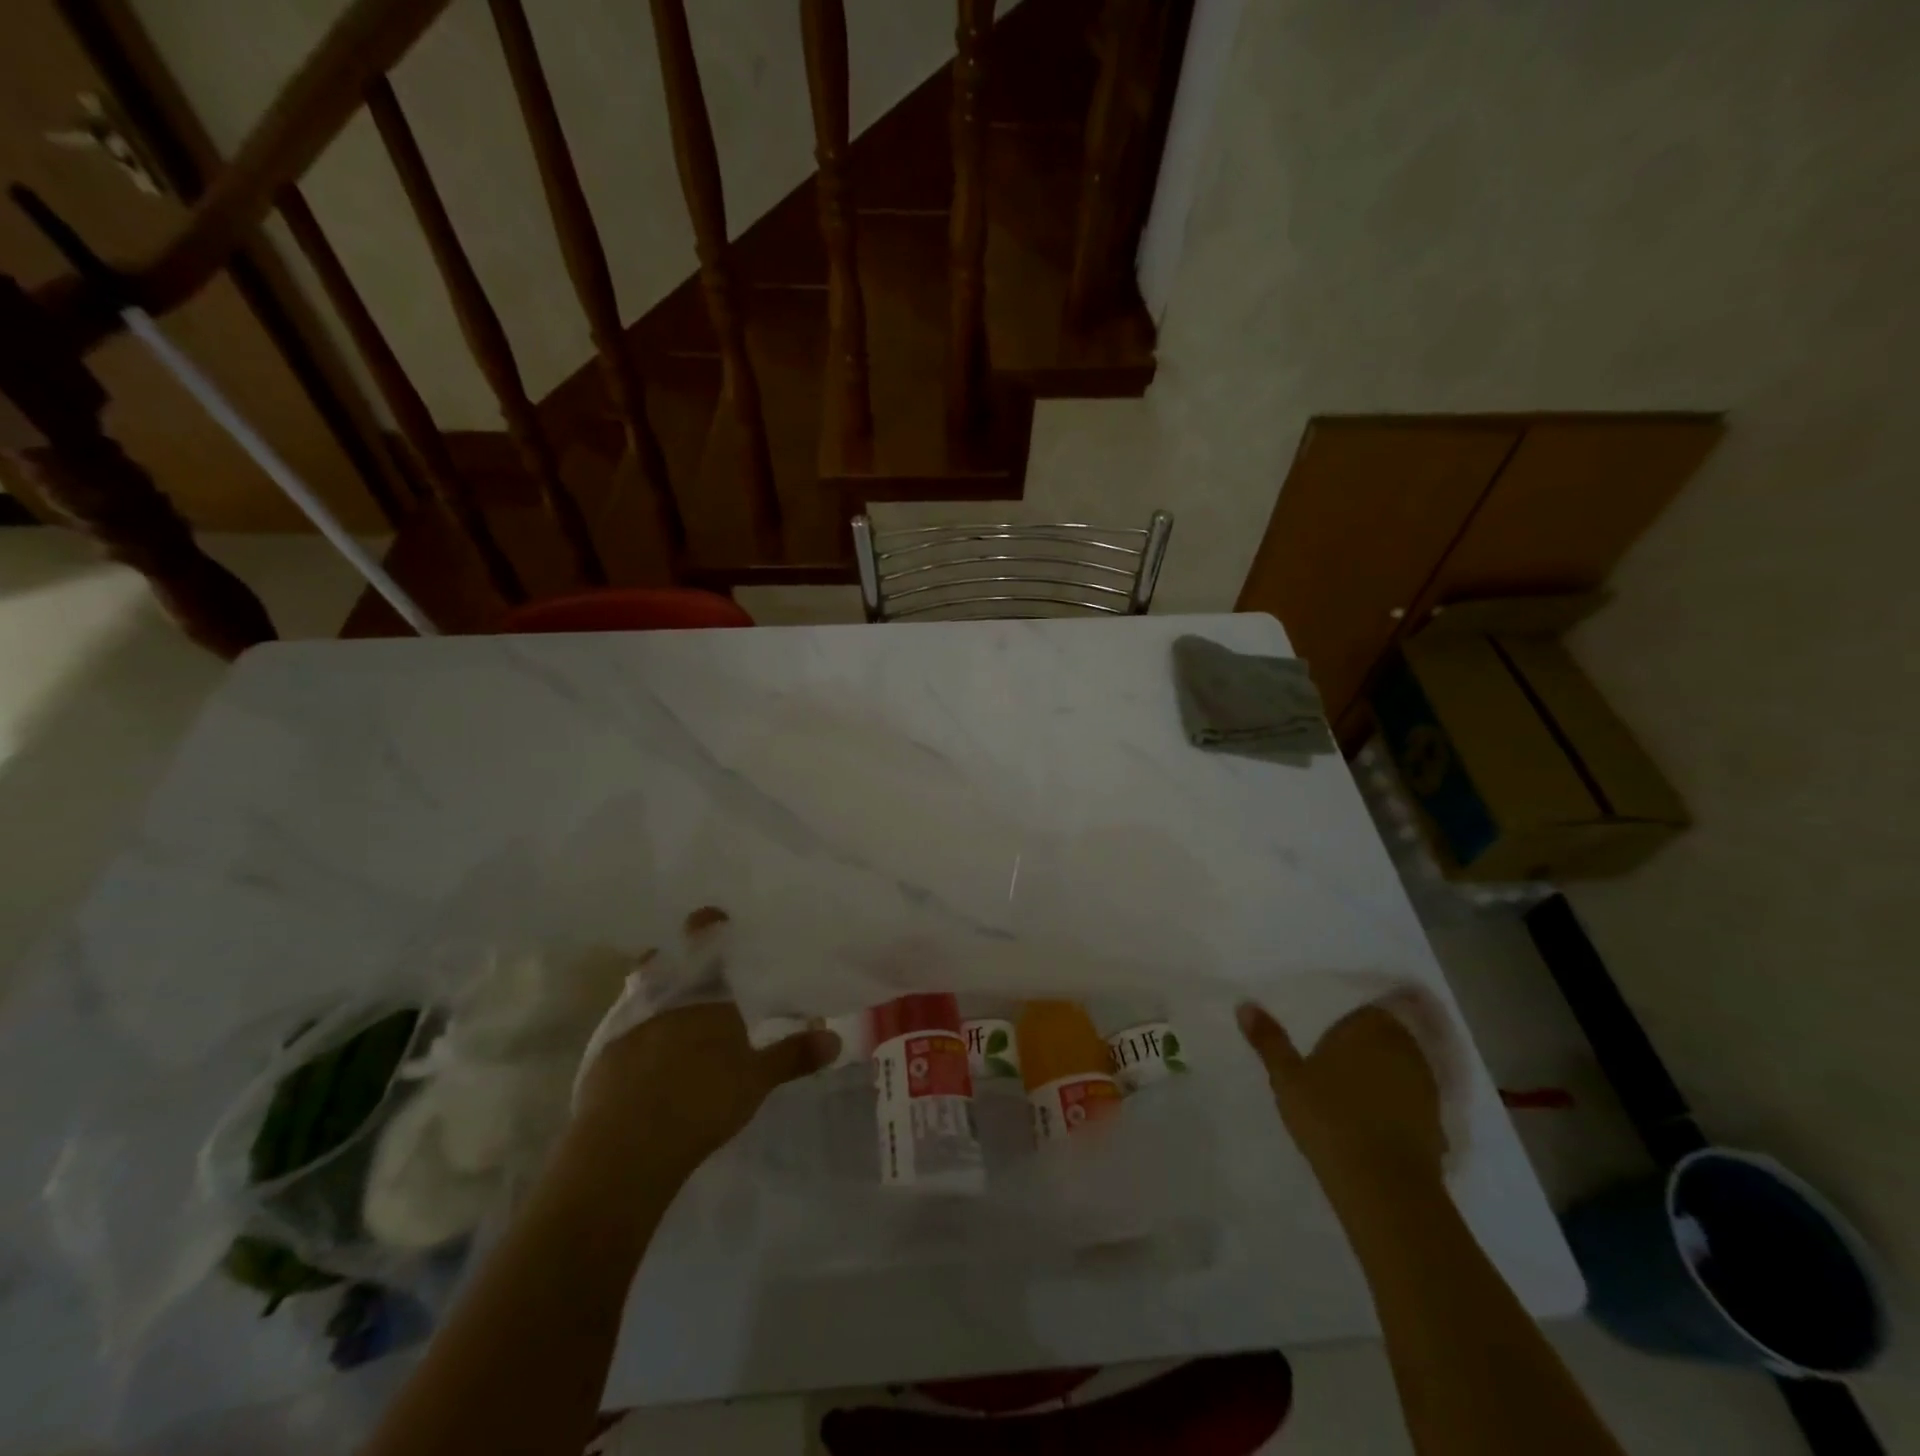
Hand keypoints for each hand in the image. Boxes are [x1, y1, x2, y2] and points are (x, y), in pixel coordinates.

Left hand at [573, 908, 839, 1175]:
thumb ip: (793, 1055)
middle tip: (690, 968)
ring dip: (652, 993)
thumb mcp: (757, 1080)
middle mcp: (665, 996)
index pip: (706, 942)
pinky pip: (623, 1029)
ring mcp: (629, 1023)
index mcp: (705, 992)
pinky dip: (635, 1032)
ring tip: (669, 1009)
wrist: (629, 1144)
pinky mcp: (604, 1054)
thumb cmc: (704, 1099)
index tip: (711, 915)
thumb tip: (835, 1038)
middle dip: (674, 960)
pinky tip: (644, 1055)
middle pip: (664, 962)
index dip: (708, 924)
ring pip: (639, 992)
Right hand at [1237, 997, 1446, 1202]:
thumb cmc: (1330, 1118)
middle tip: (1331, 1059)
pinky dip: (1394, 1104)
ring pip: (1399, 1067)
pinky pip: (1410, 1100)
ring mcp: (1426, 1086)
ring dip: (1379, 1074)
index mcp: (1371, 1027)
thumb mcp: (1287, 1078)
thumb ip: (1269, 1040)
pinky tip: (1372, 1120)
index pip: (1361, 1008)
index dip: (1343, 1019)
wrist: (1384, 1186)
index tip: (1323, 1034)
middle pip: (1383, 1035)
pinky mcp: (1436, 1122)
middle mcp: (1405, 1048)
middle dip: (1362, 1045)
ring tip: (1349, 1091)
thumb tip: (1244, 1004)